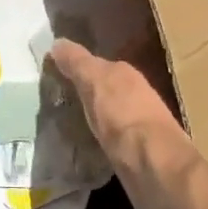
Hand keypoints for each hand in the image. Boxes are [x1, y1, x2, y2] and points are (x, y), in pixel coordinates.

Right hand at [47, 40, 185, 164]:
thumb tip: (57, 43)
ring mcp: (138, 124)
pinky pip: (109, 137)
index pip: (94, 63)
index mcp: (124, 73)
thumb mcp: (95, 82)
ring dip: (90, 116)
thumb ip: (77, 62)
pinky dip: (96, 138)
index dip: (74, 67)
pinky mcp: (136, 152)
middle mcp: (135, 94)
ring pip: (106, 113)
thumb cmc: (123, 116)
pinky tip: (83, 145)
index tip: (52, 74)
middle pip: (102, 88)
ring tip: (64, 124)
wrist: (155, 166)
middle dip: (83, 92)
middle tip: (53, 99)